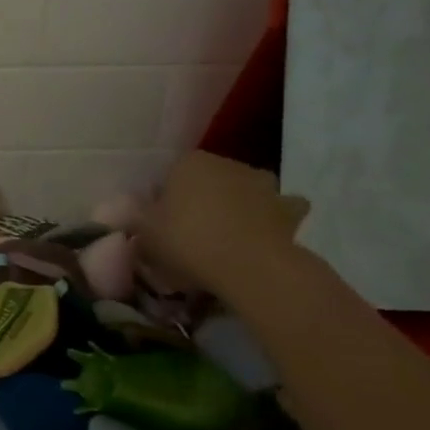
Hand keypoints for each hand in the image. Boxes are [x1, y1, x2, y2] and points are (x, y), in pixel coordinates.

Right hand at [140, 152, 308, 299]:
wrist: (251, 266)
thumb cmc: (188, 241)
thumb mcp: (145, 233)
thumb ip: (139, 218)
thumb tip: (138, 213)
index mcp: (188, 163)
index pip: (169, 175)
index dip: (162, 199)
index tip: (158, 223)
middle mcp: (226, 164)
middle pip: (207, 180)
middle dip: (200, 199)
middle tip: (189, 231)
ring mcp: (263, 185)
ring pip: (243, 190)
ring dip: (238, 204)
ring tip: (226, 234)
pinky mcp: (290, 210)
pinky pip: (278, 210)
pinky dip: (271, 218)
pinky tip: (260, 236)